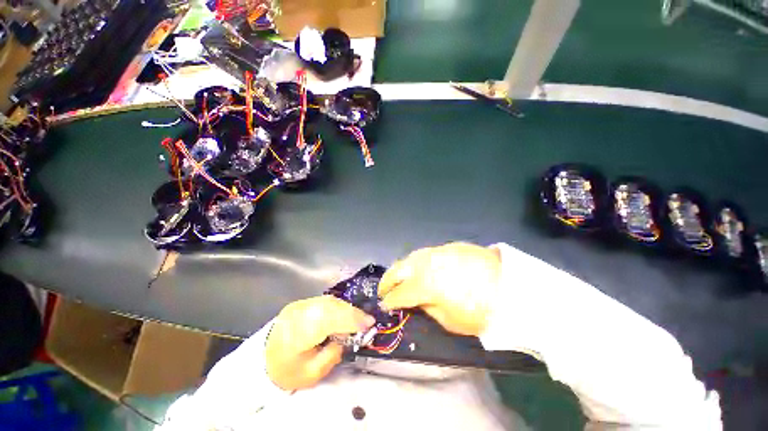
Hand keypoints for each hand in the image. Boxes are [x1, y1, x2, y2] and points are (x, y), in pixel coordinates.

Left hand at [265, 296, 374, 390]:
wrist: (264, 360)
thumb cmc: (288, 372)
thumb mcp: (313, 373)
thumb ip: (334, 352)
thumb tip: (350, 334)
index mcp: (295, 334)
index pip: (326, 320)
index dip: (350, 319)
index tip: (369, 322)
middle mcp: (296, 314)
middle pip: (329, 306)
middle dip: (351, 312)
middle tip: (367, 320)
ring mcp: (298, 305)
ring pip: (328, 301)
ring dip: (346, 308)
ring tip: (357, 318)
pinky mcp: (302, 302)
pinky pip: (325, 301)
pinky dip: (338, 306)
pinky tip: (344, 313)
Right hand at [379, 242, 501, 336]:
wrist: (512, 286)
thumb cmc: (481, 311)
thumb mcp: (451, 321)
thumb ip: (428, 308)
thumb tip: (417, 301)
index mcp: (424, 284)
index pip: (400, 293)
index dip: (390, 300)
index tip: (383, 304)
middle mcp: (425, 264)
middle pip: (399, 269)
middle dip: (388, 279)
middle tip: (384, 288)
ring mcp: (436, 252)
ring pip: (410, 257)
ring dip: (401, 267)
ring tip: (399, 276)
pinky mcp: (447, 247)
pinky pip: (426, 254)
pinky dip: (417, 261)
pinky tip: (420, 267)